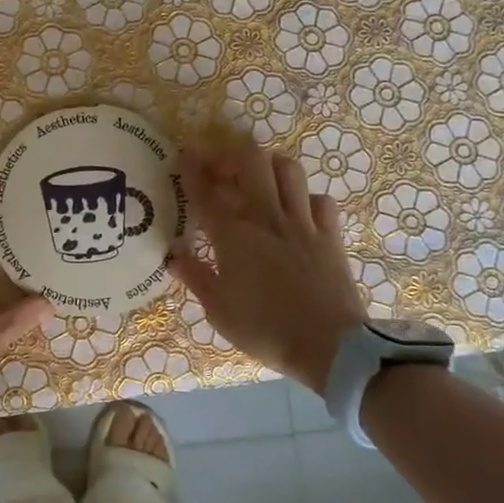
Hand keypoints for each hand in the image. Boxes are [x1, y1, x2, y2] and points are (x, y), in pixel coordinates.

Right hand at [169, 143, 366, 395]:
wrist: (330, 347)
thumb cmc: (265, 330)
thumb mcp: (218, 311)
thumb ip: (195, 277)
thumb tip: (173, 255)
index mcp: (233, 236)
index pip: (206, 192)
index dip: (192, 169)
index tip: (185, 155)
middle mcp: (266, 217)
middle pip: (251, 161)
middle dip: (232, 157)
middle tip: (222, 172)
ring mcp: (302, 223)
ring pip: (288, 169)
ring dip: (270, 168)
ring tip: (260, 181)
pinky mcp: (330, 235)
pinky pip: (320, 200)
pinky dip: (305, 198)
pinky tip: (298, 211)